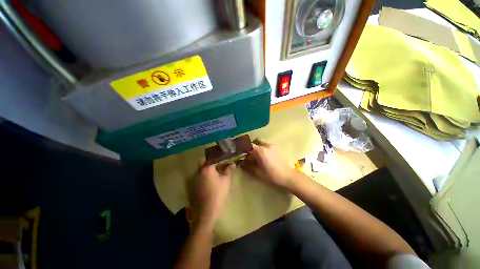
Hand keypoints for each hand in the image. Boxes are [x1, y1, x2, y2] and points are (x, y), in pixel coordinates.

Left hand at [193, 161, 234, 227]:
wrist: (207, 211)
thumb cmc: (218, 193)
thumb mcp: (226, 180)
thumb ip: (228, 170)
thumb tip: (232, 164)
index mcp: (207, 168)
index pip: (212, 157)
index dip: (218, 156)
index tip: (224, 156)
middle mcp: (199, 171)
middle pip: (203, 160)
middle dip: (211, 160)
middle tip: (219, 161)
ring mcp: (195, 178)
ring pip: (201, 167)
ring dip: (208, 166)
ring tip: (217, 168)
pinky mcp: (194, 184)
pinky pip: (200, 174)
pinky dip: (205, 173)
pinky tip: (212, 177)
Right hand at [241, 139, 295, 188]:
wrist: (289, 176)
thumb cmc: (272, 175)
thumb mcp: (258, 172)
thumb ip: (248, 166)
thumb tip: (241, 163)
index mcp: (261, 150)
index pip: (249, 145)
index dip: (245, 149)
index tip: (242, 154)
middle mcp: (266, 145)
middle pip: (257, 141)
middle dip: (252, 145)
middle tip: (250, 154)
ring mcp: (273, 146)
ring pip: (263, 142)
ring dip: (258, 146)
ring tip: (257, 156)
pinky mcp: (278, 148)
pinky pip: (268, 145)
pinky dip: (264, 148)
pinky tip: (265, 157)